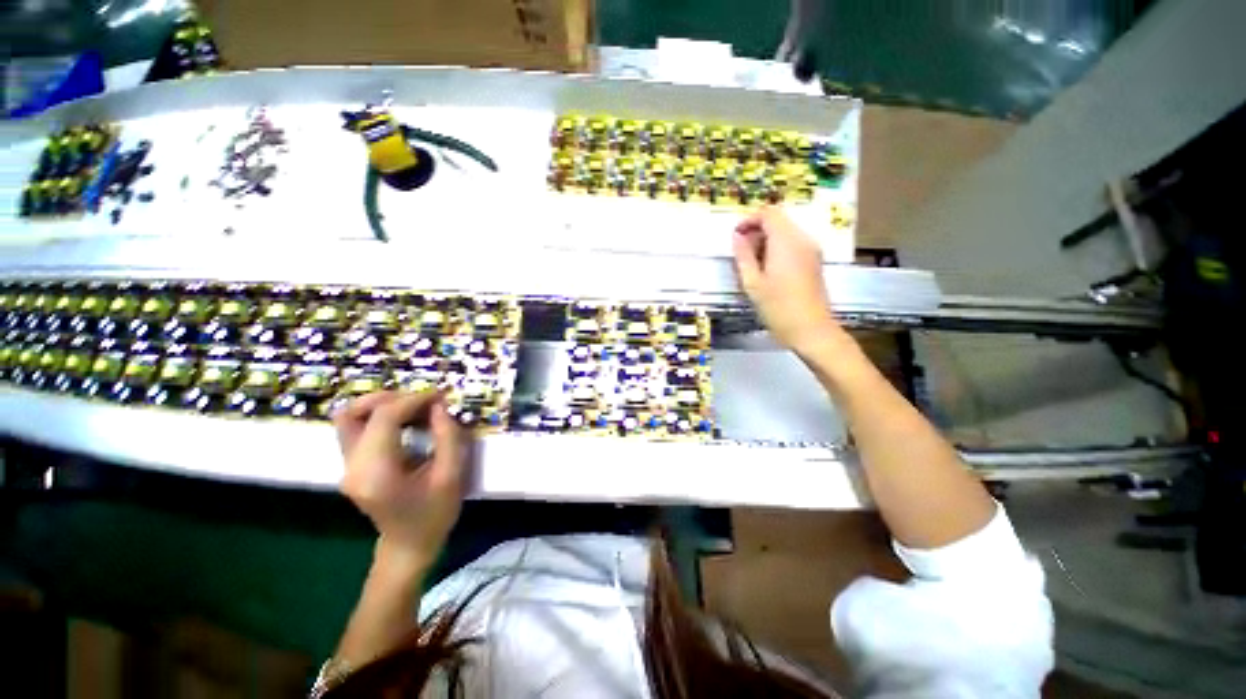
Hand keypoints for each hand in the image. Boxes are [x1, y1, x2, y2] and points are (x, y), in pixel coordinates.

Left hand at [335, 391, 468, 570]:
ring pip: (349, 417)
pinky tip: (407, 420)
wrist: (409, 545)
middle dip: (392, 398)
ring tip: (416, 407)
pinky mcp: (352, 464)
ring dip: (383, 405)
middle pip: (354, 413)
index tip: (440, 396)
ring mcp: (347, 466)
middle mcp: (352, 466)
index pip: (383, 418)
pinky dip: (380, 415)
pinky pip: (357, 427)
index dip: (412, 400)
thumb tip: (439, 406)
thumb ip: (448, 437)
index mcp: (376, 472)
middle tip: (425, 402)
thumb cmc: (435, 514)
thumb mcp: (452, 476)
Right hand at [732, 206, 840, 352]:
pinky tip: (767, 270)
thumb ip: (743, 256)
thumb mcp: (752, 283)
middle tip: (740, 253)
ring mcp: (811, 250)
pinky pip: (793, 244)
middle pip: (779, 220)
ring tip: (752, 264)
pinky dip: (777, 249)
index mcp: (786, 241)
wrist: (811, 330)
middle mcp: (803, 240)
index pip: (769, 213)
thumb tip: (737, 237)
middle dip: (757, 230)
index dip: (749, 219)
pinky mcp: (814, 262)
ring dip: (766, 241)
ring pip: (786, 232)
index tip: (735, 236)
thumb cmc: (778, 308)